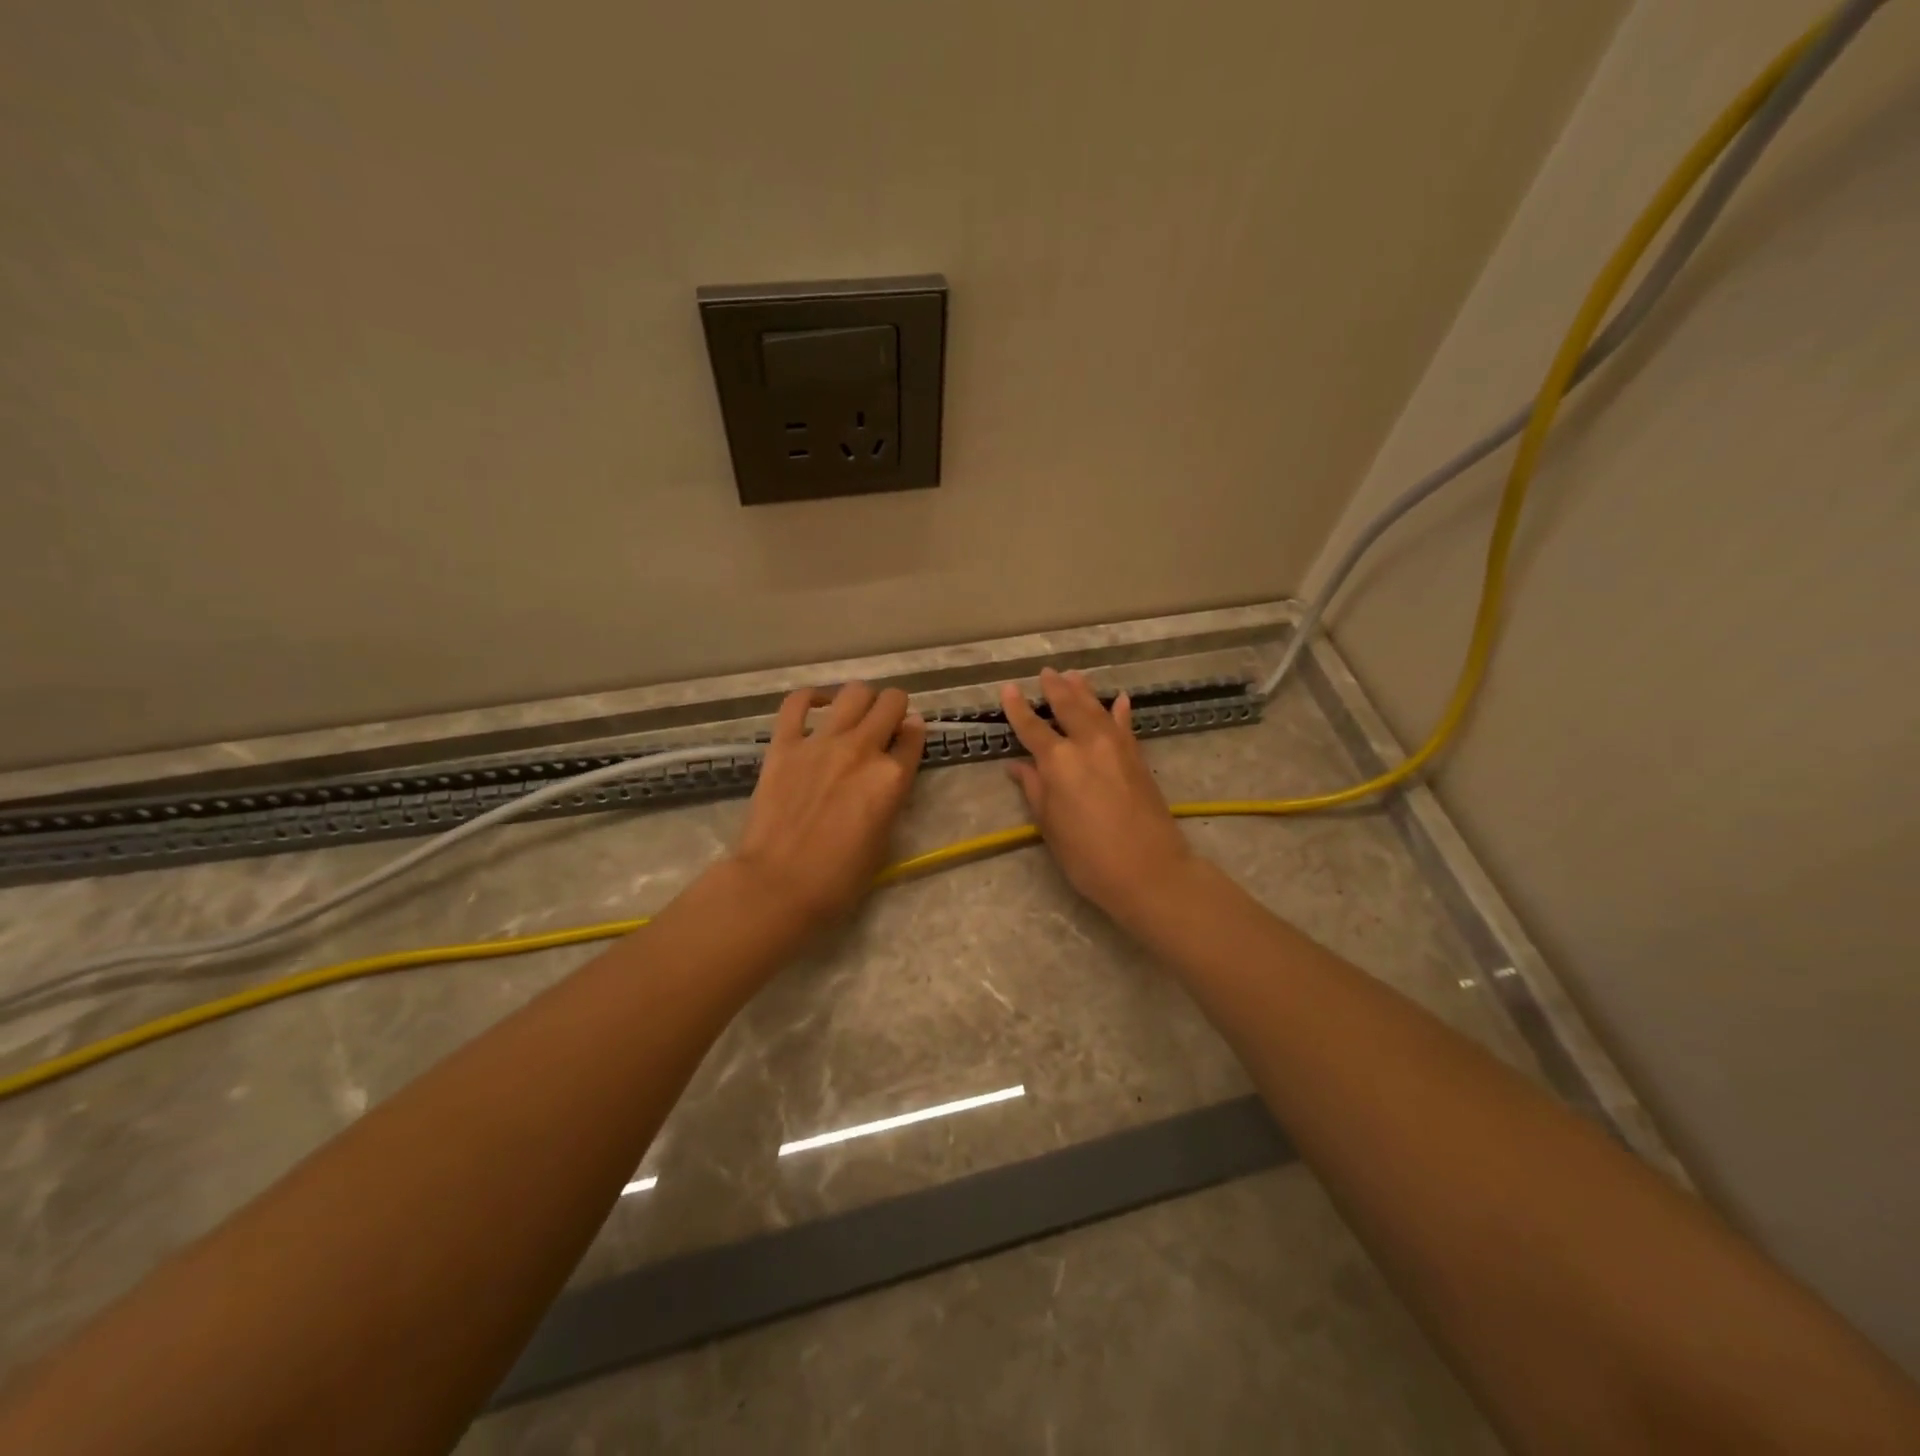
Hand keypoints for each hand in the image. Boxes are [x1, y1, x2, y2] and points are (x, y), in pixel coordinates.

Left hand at [731, 682, 925, 936]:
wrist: (778, 885)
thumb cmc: (838, 879)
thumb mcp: (884, 840)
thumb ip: (892, 797)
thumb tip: (892, 770)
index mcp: (891, 778)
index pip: (915, 735)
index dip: (914, 735)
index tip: (907, 740)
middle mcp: (862, 750)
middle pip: (890, 702)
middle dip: (894, 708)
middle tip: (885, 724)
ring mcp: (821, 743)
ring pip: (853, 692)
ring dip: (862, 700)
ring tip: (855, 715)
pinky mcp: (784, 744)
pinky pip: (797, 703)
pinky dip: (811, 698)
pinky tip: (818, 706)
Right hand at [1002, 668, 1196, 920]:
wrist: (1149, 870)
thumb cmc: (1088, 856)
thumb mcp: (1051, 826)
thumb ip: (1035, 790)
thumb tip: (1018, 767)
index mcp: (1059, 762)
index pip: (1032, 727)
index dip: (1018, 707)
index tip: (1009, 688)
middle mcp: (1088, 744)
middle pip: (1068, 707)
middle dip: (1055, 688)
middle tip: (1046, 672)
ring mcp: (1117, 748)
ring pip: (1097, 709)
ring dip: (1084, 690)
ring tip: (1074, 674)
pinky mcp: (1138, 758)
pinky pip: (1126, 725)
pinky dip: (1120, 711)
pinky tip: (1119, 699)